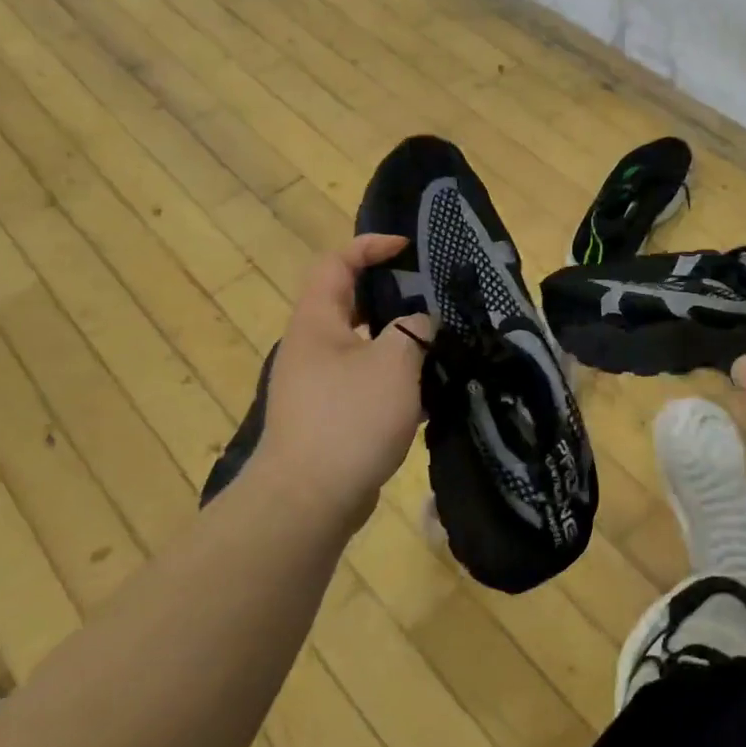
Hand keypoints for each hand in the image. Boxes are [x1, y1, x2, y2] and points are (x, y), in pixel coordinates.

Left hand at [252, 234, 432, 528]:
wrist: (307, 500)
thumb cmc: (349, 419)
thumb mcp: (395, 363)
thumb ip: (415, 330)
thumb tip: (422, 323)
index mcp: (317, 321)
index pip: (336, 262)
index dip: (370, 246)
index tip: (408, 249)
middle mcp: (311, 345)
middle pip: (349, 302)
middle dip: (390, 294)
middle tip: (430, 296)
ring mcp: (317, 383)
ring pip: (361, 345)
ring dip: (397, 341)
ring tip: (438, 344)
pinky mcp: (329, 415)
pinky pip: (364, 381)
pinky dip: (394, 378)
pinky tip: (426, 393)